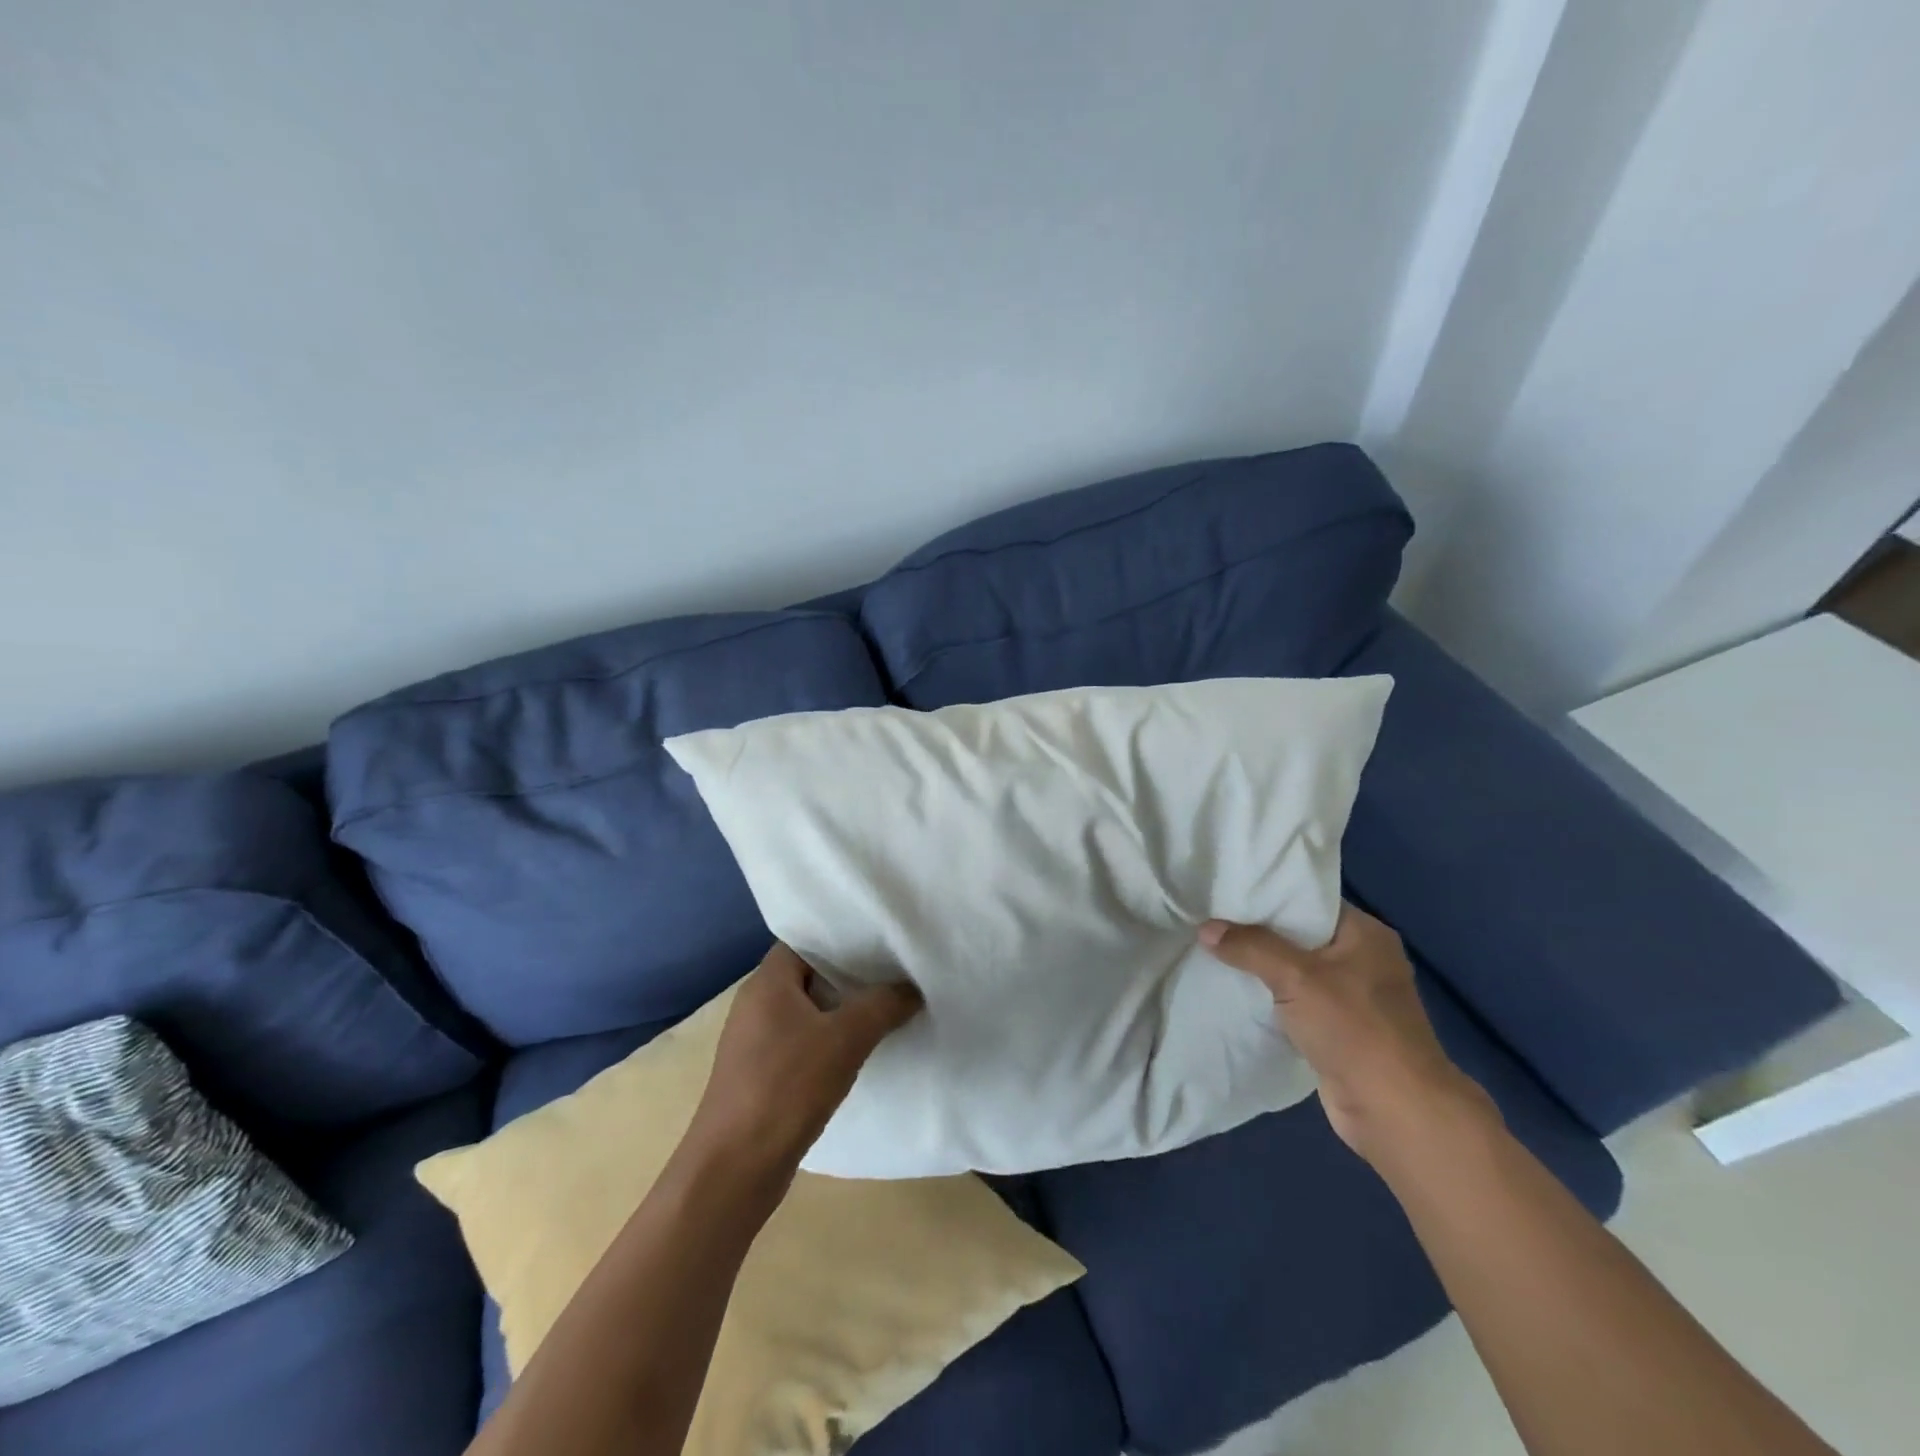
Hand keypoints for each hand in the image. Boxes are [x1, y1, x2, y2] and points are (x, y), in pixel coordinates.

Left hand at [683, 943, 922, 1187]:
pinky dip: (830, 1041)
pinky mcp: (762, 1075)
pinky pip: (803, 1042)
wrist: (733, 1171)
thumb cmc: (786, 1088)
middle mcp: (757, 1004)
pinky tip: (861, 1052)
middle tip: (895, 971)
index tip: (882, 938)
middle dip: (851, 974)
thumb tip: (913, 987)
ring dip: (843, 1011)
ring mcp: (756, 1042)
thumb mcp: (845, 1039)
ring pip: (809, 1011)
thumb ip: (883, 1005)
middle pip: (811, 974)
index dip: (843, 937)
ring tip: (888, 1007)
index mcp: (767, 982)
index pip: (806, 939)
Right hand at [1198, 903, 1493, 1165]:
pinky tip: (1235, 992)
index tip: (1226, 892)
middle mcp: (1363, 959)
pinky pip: (1297, 1002)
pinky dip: (1270, 998)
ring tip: (1214, 952)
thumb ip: (1250, 947)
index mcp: (1365, 934)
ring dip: (1261, 968)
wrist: (1395, 1111)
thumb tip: (1206, 929)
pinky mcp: (1340, 1030)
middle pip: (1299, 935)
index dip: (1268, 896)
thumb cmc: (1354, 1029)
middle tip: (1211, 921)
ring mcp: (1354, 998)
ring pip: (1295, 970)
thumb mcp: (1296, 977)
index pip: (1309, 900)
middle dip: (1257, 932)